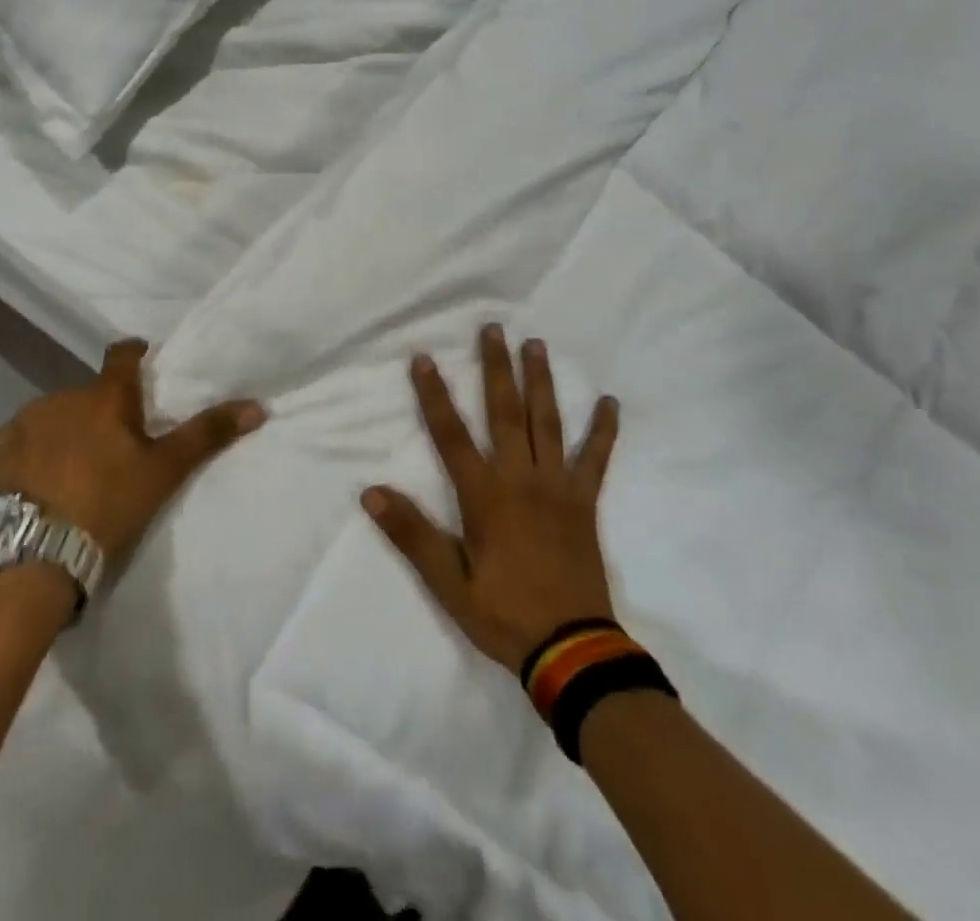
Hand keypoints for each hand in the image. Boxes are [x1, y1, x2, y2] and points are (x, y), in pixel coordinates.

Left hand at [0, 339, 265, 568]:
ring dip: (66, 430)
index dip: (136, 357)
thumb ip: (207, 434)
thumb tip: (258, 405)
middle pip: (90, 393)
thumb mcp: (164, 472)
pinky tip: (37, 483)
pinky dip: (32, 451)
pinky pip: (21, 439)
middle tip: (115, 447)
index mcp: (106, 396)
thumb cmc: (107, 506)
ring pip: (54, 415)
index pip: (123, 355)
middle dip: (102, 411)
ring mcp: (23, 421)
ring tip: (74, 470)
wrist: (31, 557)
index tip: (145, 370)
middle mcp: (62, 396)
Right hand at [363, 326, 620, 675]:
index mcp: (485, 496)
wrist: (572, 651)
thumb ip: (412, 535)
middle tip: (493, 328)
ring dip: (541, 381)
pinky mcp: (584, 502)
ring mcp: (557, 487)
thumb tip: (370, 492)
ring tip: (536, 344)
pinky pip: (596, 459)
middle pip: (505, 412)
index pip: (451, 435)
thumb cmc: (503, 615)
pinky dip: (602, 430)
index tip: (424, 358)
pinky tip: (609, 402)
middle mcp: (521, 479)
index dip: (434, 395)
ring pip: (548, 422)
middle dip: (496, 368)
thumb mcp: (448, 584)